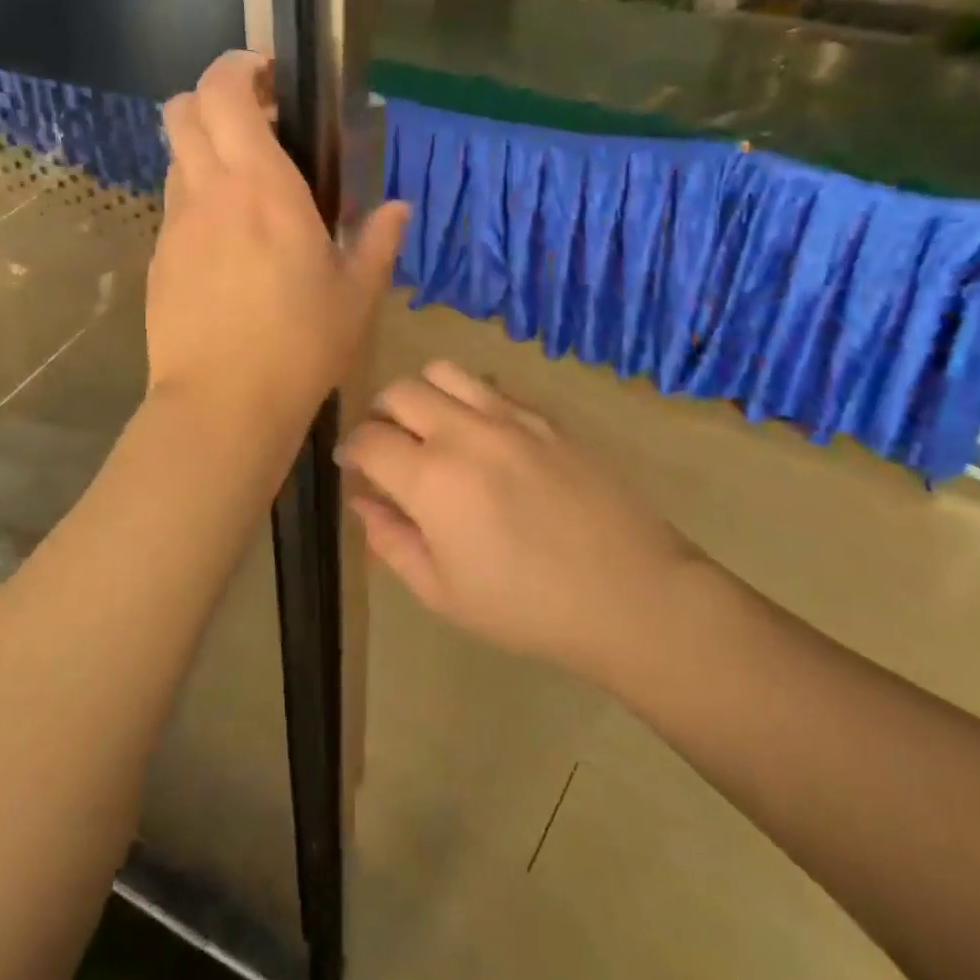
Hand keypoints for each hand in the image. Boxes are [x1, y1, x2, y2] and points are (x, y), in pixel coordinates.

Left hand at [148, 50, 409, 429]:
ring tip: (246, 188)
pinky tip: (228, 244)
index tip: (269, 77)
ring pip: (176, 157)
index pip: (224, 92)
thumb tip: (400, 209)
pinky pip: (175, 208)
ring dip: (205, 151)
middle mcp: (209, 192)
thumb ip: (378, 242)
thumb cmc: (299, 345)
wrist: (222, 404)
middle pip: (182, 110)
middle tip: (258, 125)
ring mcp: (176, 226)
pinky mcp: (159, 260)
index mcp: (262, 187)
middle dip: (214, 98)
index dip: (238, 68)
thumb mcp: (355, 296)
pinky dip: (198, 200)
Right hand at [338, 361, 703, 680]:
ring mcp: (509, 416)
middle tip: (387, 447)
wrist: (629, 593)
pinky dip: (468, 399)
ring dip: (422, 394)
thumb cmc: (527, 607)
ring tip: (430, 429)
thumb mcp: (443, 592)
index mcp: (431, 479)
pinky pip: (491, 386)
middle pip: (399, 391)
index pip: (368, 439)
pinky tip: (482, 437)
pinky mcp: (545, 417)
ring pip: (443, 372)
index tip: (352, 466)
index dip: (350, 450)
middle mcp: (464, 432)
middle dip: (379, 415)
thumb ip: (391, 541)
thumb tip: (363, 502)